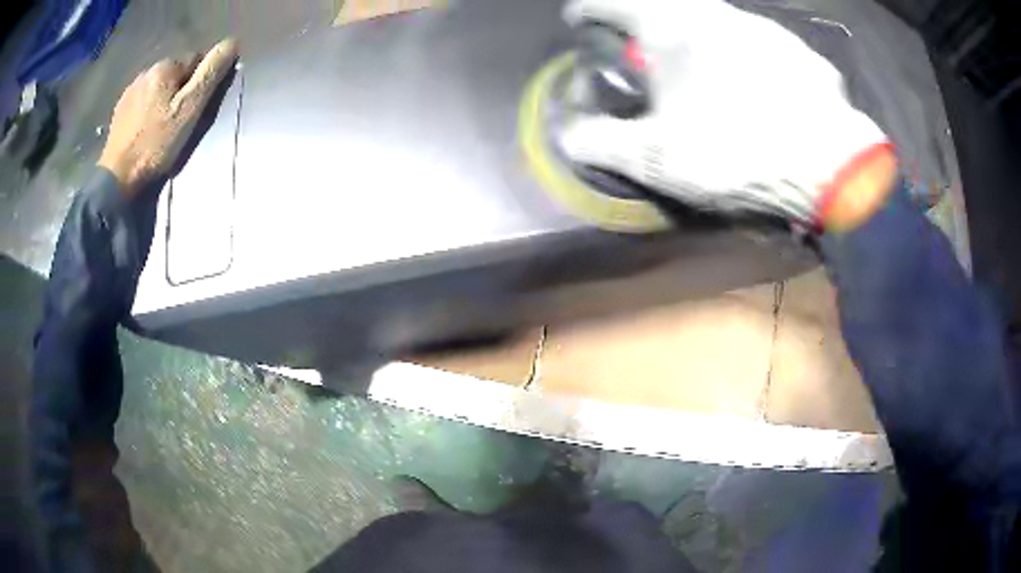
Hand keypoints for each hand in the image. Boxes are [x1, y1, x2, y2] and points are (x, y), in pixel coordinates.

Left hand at [97, 38, 238, 196]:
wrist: (118, 178)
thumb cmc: (156, 144)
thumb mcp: (190, 108)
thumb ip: (210, 73)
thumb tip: (232, 42)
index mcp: (166, 66)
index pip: (195, 61)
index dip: (199, 84)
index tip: (195, 110)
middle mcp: (147, 70)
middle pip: (175, 73)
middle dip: (180, 91)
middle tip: (179, 122)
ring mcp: (130, 90)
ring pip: (157, 87)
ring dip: (163, 100)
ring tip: (161, 128)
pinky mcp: (119, 109)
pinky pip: (141, 100)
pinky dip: (147, 110)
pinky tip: (145, 131)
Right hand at [560, 0, 896, 230]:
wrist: (834, 172)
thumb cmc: (738, 155)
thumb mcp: (656, 158)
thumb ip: (600, 141)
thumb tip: (568, 134)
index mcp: (674, 26)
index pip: (611, 2)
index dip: (588, 11)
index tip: (578, 21)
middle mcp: (719, 13)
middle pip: (666, 5)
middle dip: (646, 25)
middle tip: (644, 54)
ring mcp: (765, 29)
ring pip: (717, 21)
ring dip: (699, 39)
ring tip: (702, 76)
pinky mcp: (800, 53)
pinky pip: (759, 45)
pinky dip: (745, 58)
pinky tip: (755, 90)